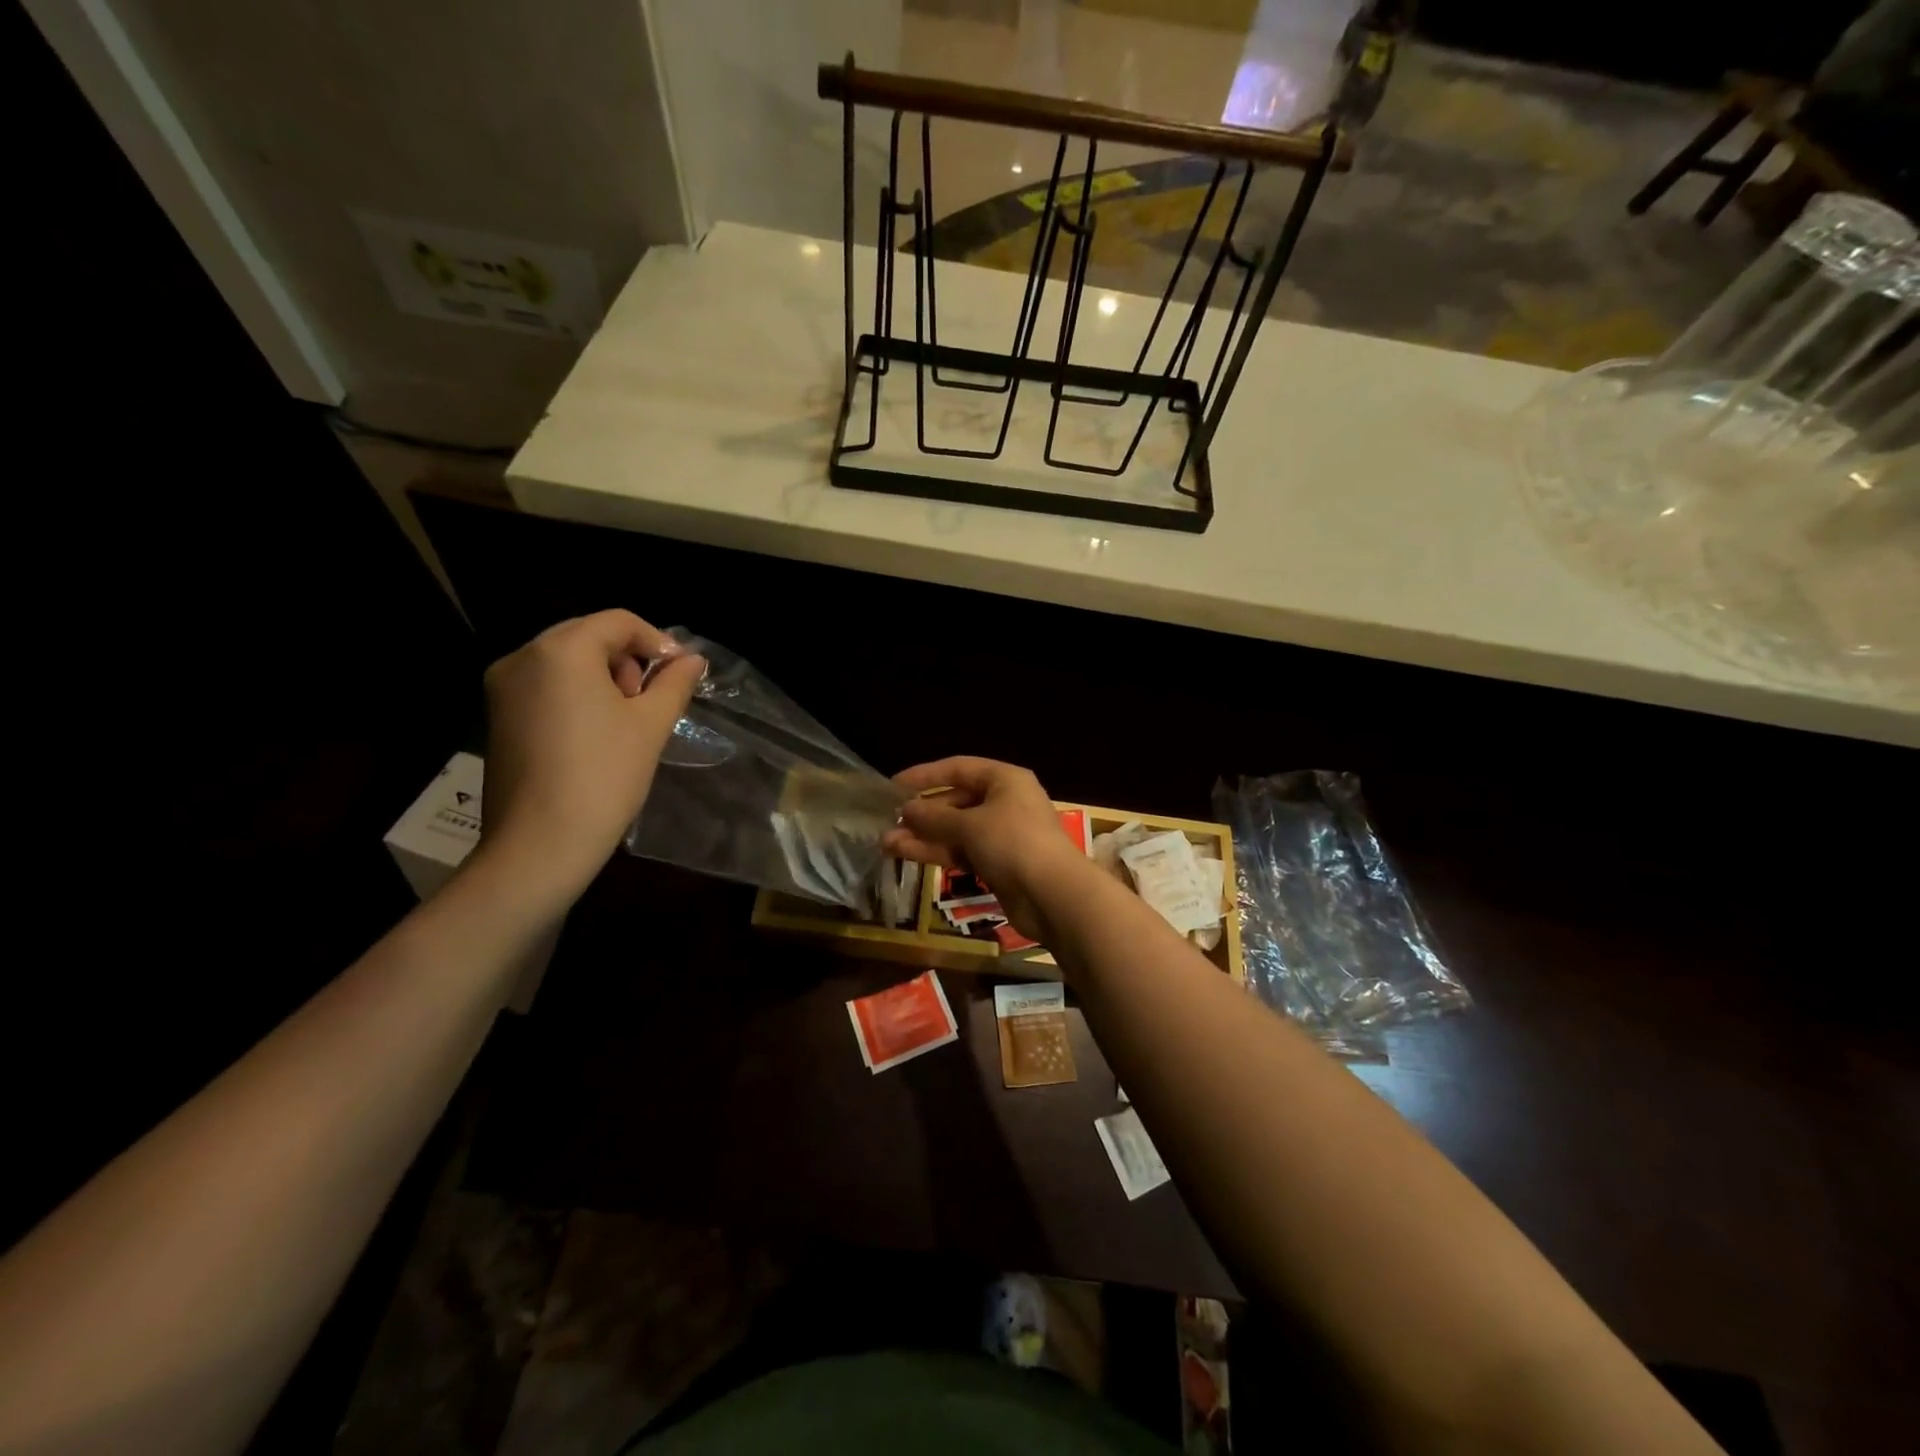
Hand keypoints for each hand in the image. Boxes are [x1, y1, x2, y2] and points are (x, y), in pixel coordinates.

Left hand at [475, 611, 703, 907]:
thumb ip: (674, 683)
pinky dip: (576, 694)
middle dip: (628, 659)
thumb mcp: (651, 724)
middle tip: (651, 699)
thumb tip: (693, 659)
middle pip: (588, 636)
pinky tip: (595, 733)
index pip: (617, 622)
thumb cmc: (604, 776)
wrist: (540, 844)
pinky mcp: (497, 716)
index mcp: (561, 650)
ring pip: (565, 661)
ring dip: (602, 676)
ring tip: (625, 718)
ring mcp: (503, 687)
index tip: (681, 673)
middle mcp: (523, 657)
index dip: (657, 641)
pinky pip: (545, 685)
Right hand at [883, 757, 1089, 938]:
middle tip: (888, 822)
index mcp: (1004, 780)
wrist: (1053, 895)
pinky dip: (938, 852)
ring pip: (956, 830)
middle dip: (922, 813)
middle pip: (956, 801)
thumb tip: (906, 810)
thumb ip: (934, 817)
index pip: (958, 768)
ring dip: (924, 836)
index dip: (925, 775)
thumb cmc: (1013, 843)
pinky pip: (962, 851)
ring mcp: (1002, 835)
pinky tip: (907, 855)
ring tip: (887, 843)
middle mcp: (1005, 802)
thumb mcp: (970, 825)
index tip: (893, 786)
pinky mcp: (998, 864)